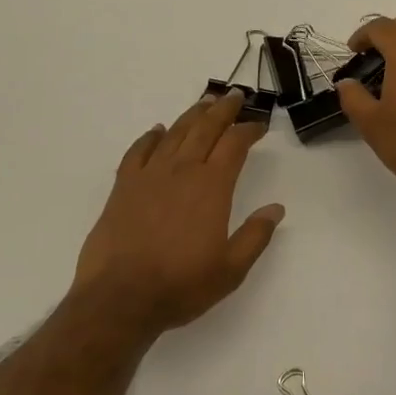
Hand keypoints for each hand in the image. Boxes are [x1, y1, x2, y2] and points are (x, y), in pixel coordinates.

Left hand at [74, 89, 284, 334]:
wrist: (119, 298)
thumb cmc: (181, 285)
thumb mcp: (231, 269)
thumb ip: (256, 236)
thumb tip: (276, 208)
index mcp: (212, 186)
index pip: (234, 144)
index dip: (249, 130)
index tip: (259, 126)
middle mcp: (182, 170)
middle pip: (206, 128)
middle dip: (224, 109)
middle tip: (236, 96)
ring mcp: (149, 175)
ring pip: (175, 133)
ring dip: (192, 114)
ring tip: (205, 102)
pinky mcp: (123, 186)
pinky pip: (138, 151)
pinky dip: (150, 137)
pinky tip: (157, 131)